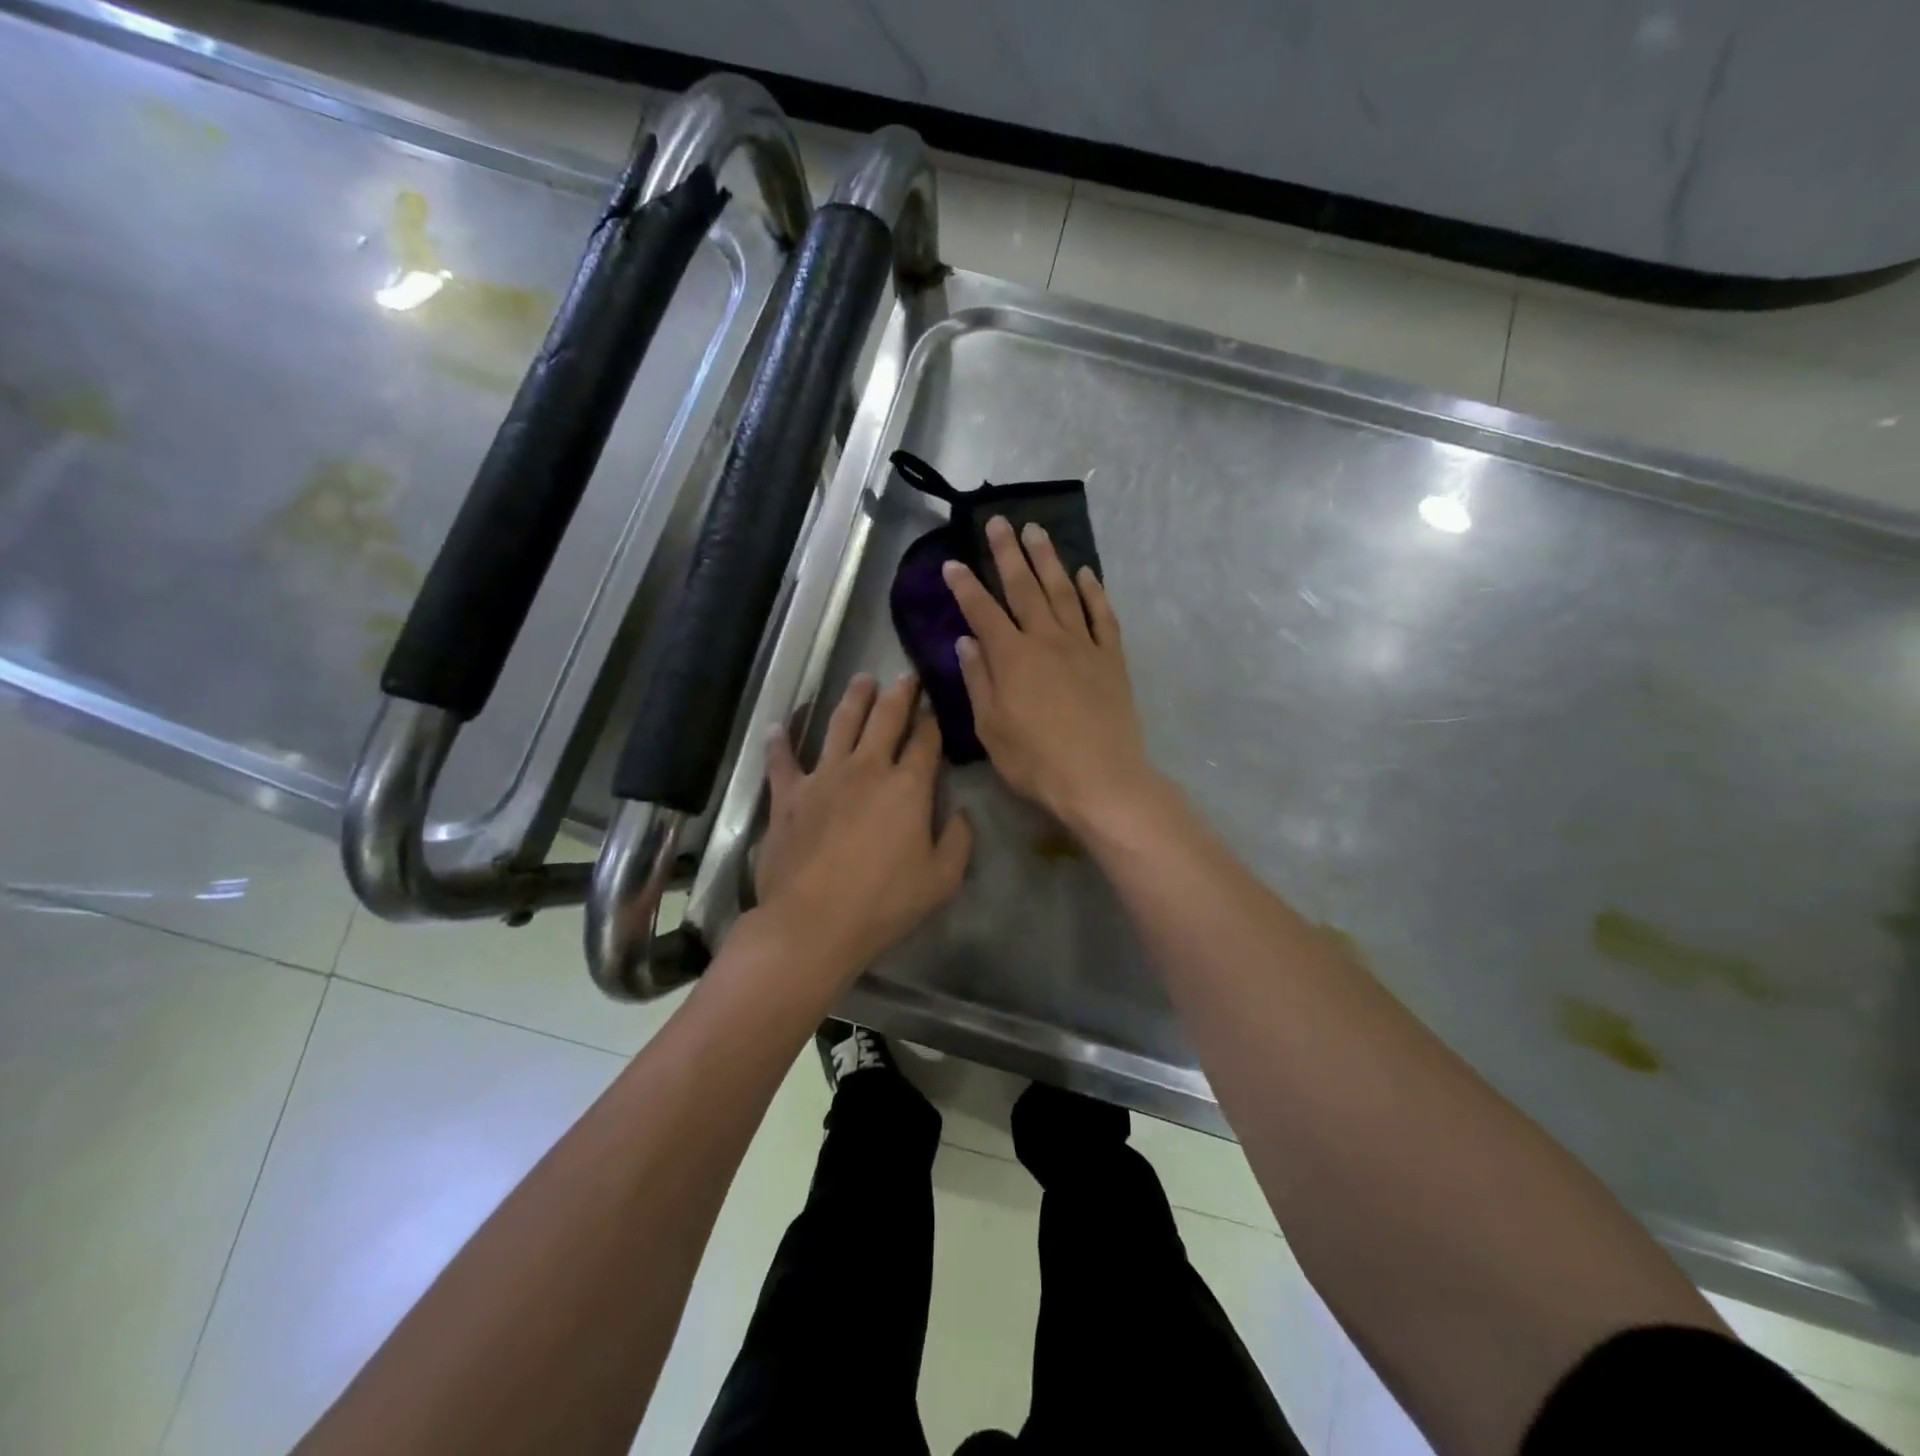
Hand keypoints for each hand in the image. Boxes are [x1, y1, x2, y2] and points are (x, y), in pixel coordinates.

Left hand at [753, 672, 972, 982]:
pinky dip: (780, 743)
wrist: (813, 921)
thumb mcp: (941, 879)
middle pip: (886, 718)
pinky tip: (777, 728)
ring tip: (861, 680)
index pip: (926, 740)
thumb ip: (959, 841)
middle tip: (905, 676)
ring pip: (840, 724)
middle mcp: (867, 768)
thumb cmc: (884, 902)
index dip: (933, 720)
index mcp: (907, 786)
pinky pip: (782, 760)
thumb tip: (963, 814)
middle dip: (899, 694)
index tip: (935, 706)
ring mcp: (824, 776)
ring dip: (853, 699)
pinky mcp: (788, 794)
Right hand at [943, 517, 1158, 833]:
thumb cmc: (1036, 761)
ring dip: (1049, 559)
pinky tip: (1086, 573)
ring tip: (1037, 531)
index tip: (952, 563)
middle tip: (998, 522)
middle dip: (1008, 553)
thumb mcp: (991, 728)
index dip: (965, 586)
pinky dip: (1094, 592)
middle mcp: (1047, 640)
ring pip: (1063, 591)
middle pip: (1024, 587)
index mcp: (1012, 657)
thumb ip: (979, 680)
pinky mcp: (1111, 658)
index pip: (983, 611)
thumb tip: (966, 641)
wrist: (1100, 779)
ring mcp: (1083, 646)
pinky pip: (1102, 616)